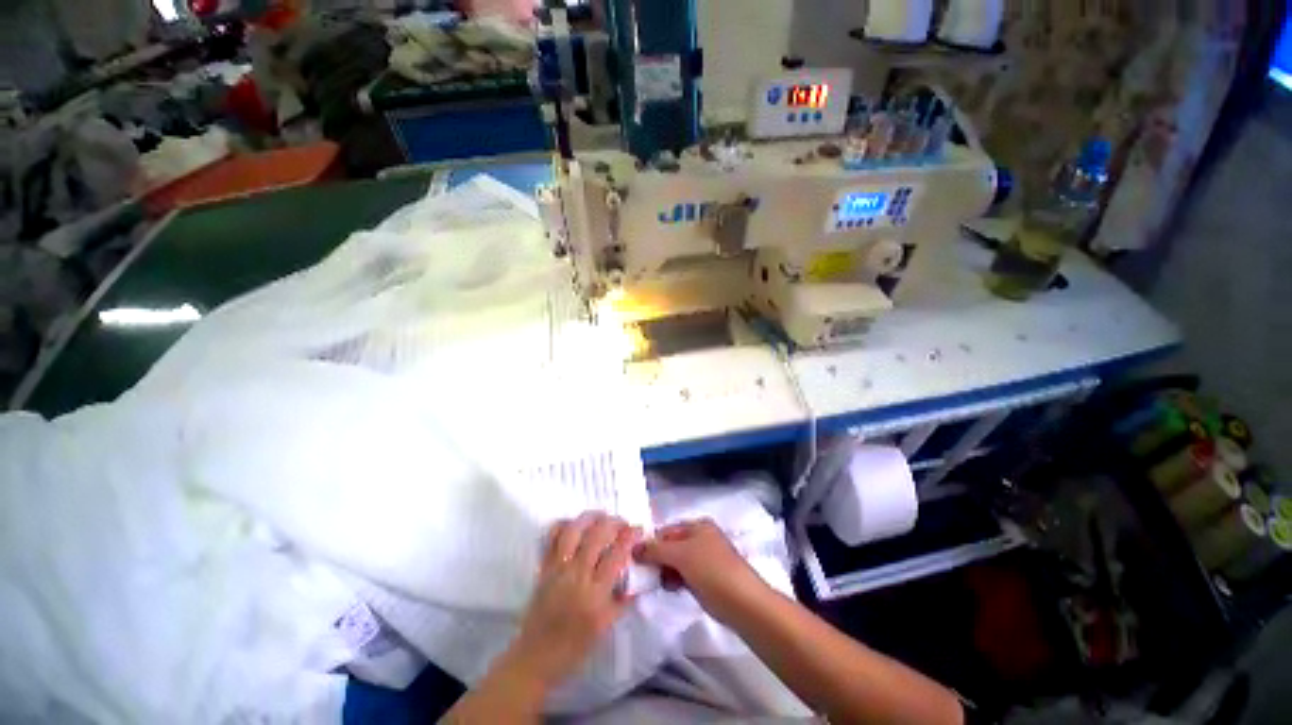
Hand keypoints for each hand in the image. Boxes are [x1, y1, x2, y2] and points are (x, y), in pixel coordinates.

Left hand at [506, 512, 640, 692]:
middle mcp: (577, 576)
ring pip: (574, 531)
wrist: (535, 658)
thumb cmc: (574, 648)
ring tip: (601, 516)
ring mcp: (558, 569)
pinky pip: (552, 538)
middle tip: (622, 522)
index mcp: (595, 594)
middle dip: (613, 522)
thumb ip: (622, 601)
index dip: (629, 536)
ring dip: (590, 517)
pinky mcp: (543, 568)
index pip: (616, 554)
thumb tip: (638, 581)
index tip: (638, 530)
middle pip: (597, 535)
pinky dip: (563, 525)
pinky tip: (574, 523)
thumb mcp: (605, 628)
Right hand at [633, 519, 766, 623]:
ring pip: (677, 562)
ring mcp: (705, 559)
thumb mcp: (681, 555)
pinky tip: (671, 588)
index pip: (667, 530)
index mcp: (698, 526)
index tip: (637, 560)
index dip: (652, 543)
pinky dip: (675, 580)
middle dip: (658, 559)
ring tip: (659, 583)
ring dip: (665, 571)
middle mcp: (702, 538)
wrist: (744, 603)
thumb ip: (656, 550)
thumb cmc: (712, 571)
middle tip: (646, 574)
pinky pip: (684, 575)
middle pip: (671, 545)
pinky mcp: (707, 579)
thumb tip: (634, 548)